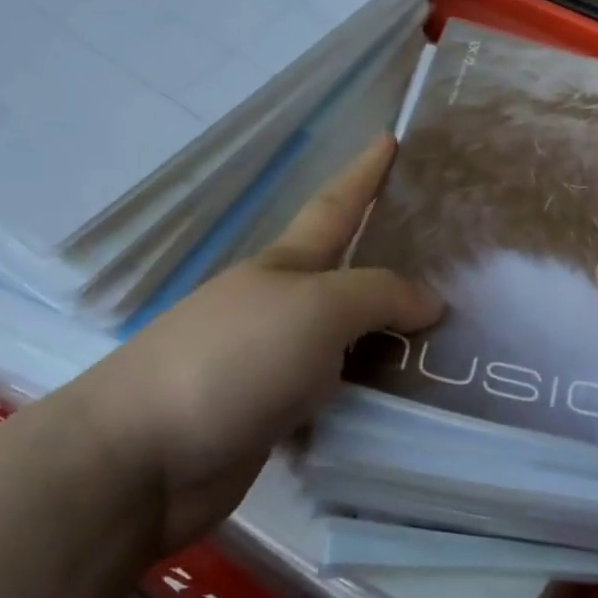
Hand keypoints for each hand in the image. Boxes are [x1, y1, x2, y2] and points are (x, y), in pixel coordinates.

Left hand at [50, 135, 441, 552]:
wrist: (142, 459)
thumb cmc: (233, 360)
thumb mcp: (316, 309)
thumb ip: (379, 296)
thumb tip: (430, 302)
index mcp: (285, 267)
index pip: (336, 207)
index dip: (364, 173)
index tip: (391, 138)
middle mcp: (282, 308)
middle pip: (348, 277)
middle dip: (392, 263)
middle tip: (454, 262)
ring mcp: (275, 364)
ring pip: (350, 342)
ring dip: (392, 338)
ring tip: (452, 339)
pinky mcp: (275, 418)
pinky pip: (339, 396)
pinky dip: (373, 395)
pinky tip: (411, 402)